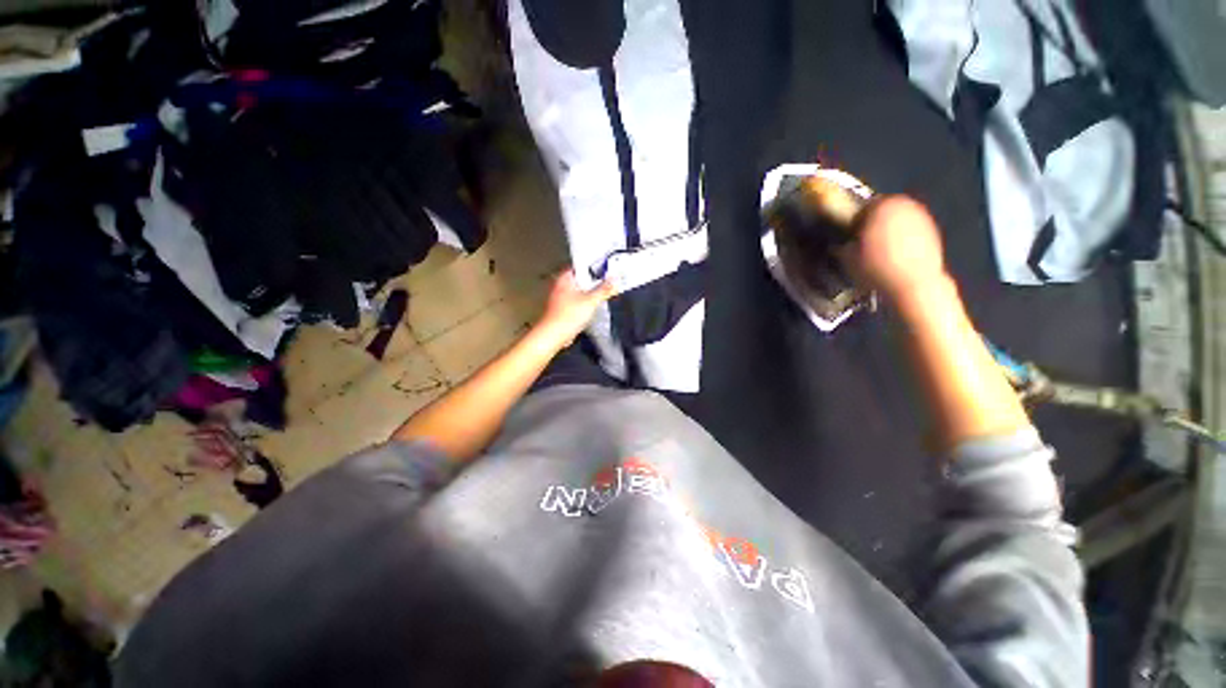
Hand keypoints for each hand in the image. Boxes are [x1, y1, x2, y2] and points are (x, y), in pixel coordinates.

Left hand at [534, 270, 615, 347]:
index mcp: (565, 278)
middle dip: (594, 280)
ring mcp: (560, 297)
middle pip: (581, 278)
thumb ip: (604, 290)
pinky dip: (585, 301)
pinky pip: (577, 300)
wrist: (553, 335)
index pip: (582, 265)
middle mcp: (561, 285)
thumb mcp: (591, 301)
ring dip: (590, 292)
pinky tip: (593, 306)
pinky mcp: (562, 308)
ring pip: (579, 290)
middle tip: (609, 280)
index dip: (595, 266)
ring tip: (604, 292)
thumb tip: (615, 279)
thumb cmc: (568, 316)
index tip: (607, 267)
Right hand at [841, 196, 947, 304]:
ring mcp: (922, 216)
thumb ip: (842, 245)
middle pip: (883, 210)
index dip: (853, 221)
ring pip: (898, 220)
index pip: (861, 206)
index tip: (848, 235)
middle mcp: (904, 204)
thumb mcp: (847, 258)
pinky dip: (902, 239)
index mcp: (880, 205)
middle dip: (873, 223)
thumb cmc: (875, 267)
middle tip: (862, 242)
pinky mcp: (934, 231)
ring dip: (888, 231)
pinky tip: (894, 256)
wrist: (914, 284)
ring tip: (878, 251)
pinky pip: (911, 231)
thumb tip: (839, 243)